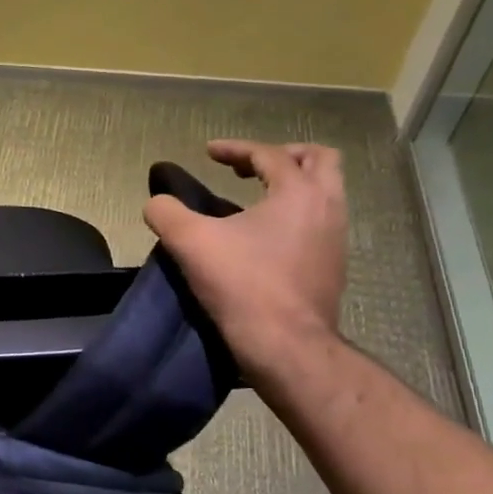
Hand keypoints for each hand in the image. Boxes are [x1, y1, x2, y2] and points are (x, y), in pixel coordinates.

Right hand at [143, 140, 346, 382]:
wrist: (285, 344)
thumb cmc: (242, 283)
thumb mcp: (189, 242)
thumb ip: (166, 212)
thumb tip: (157, 203)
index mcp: (298, 192)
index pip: (268, 154)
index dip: (235, 149)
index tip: (208, 153)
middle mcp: (327, 207)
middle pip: (319, 160)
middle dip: (283, 156)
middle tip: (249, 167)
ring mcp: (336, 239)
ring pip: (325, 193)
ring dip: (292, 186)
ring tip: (256, 199)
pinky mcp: (333, 267)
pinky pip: (320, 223)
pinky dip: (296, 215)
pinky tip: (266, 237)